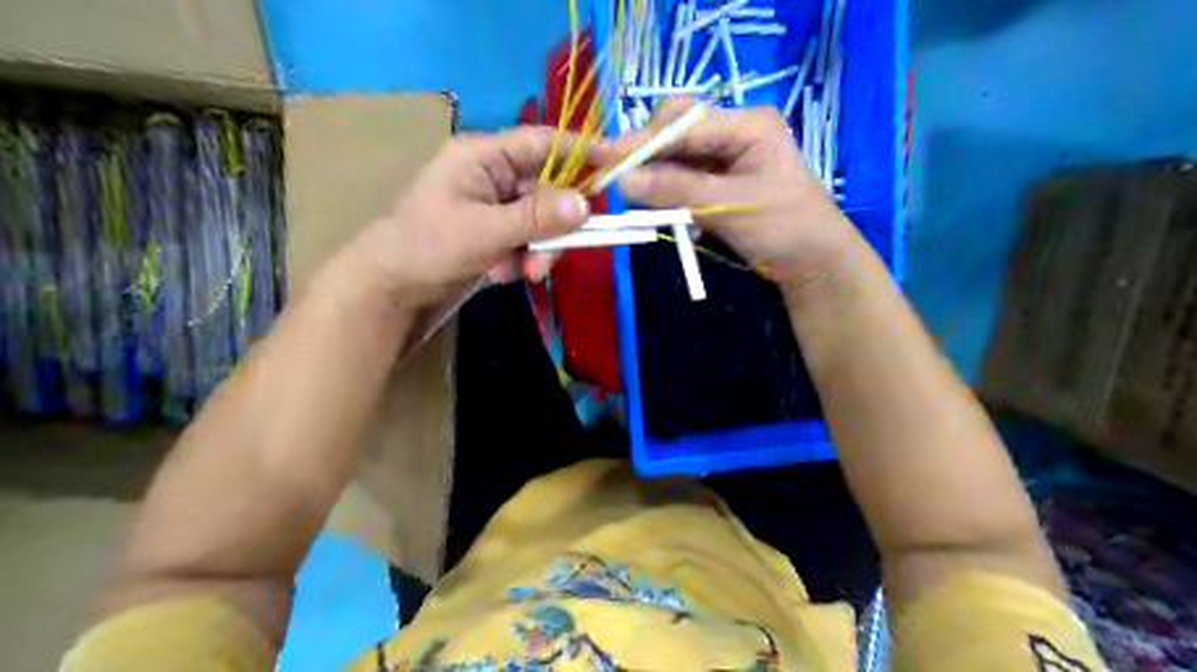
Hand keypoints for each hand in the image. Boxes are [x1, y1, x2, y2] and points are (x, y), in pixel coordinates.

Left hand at [335, 126, 588, 308]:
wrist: (390, 290)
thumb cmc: (426, 247)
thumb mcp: (483, 231)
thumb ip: (535, 218)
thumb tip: (586, 205)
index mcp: (483, 156)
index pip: (542, 143)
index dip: (581, 151)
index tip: (618, 163)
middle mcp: (493, 175)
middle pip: (547, 191)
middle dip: (551, 228)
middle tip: (546, 261)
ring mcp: (494, 206)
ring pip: (541, 221)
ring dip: (537, 250)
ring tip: (518, 273)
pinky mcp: (495, 233)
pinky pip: (528, 241)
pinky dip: (522, 260)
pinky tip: (501, 274)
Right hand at [596, 98, 860, 285]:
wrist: (815, 265)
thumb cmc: (785, 228)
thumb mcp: (732, 206)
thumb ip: (677, 190)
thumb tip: (623, 180)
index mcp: (747, 125)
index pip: (683, 123)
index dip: (642, 141)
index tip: (603, 157)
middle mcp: (734, 134)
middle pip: (676, 134)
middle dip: (646, 156)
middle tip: (614, 179)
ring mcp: (726, 160)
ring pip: (676, 160)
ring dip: (654, 179)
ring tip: (634, 199)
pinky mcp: (719, 185)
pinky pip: (683, 182)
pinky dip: (668, 196)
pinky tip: (661, 211)